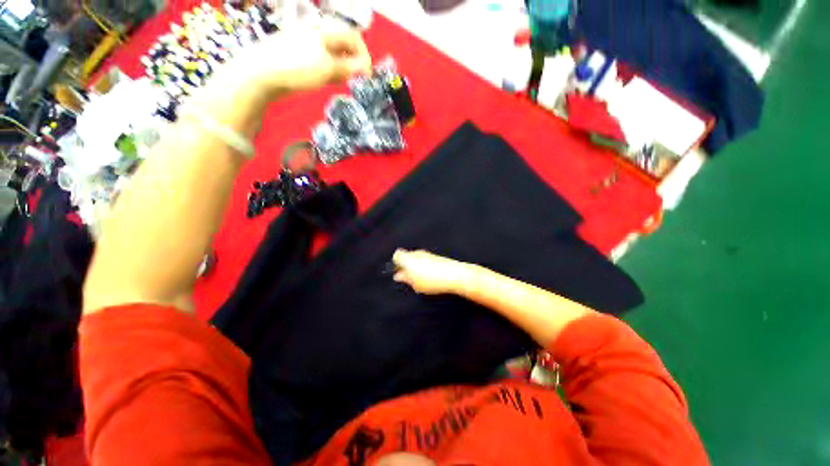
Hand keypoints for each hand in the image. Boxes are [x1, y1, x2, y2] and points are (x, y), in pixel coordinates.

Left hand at [228, 18, 372, 97]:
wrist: (261, 73)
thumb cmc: (298, 67)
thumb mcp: (328, 69)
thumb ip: (349, 68)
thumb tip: (367, 68)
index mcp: (324, 31)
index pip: (353, 38)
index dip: (364, 56)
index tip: (367, 75)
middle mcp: (317, 34)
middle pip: (343, 45)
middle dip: (353, 62)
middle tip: (355, 80)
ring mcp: (306, 44)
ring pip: (333, 54)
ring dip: (342, 68)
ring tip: (342, 82)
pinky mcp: (299, 56)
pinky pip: (321, 61)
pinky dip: (329, 70)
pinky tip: (327, 80)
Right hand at [392, 249, 474, 294]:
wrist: (454, 275)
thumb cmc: (432, 280)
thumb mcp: (415, 284)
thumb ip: (405, 279)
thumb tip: (398, 276)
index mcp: (408, 258)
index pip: (397, 255)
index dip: (396, 263)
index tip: (397, 272)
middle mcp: (417, 253)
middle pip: (407, 256)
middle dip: (406, 265)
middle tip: (408, 277)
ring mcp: (427, 254)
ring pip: (417, 258)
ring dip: (416, 266)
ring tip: (420, 279)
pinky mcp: (436, 256)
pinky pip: (425, 260)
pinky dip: (424, 266)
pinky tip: (429, 277)